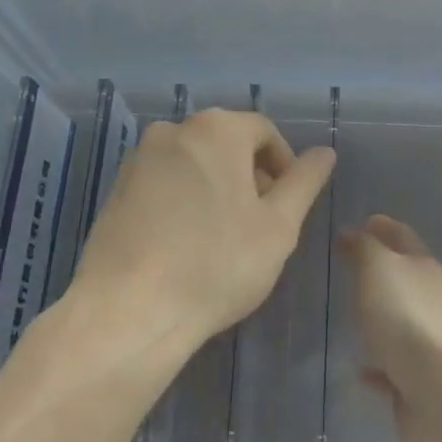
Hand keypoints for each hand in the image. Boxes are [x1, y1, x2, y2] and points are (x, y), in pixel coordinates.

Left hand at [72, 109, 334, 353]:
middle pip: (227, 143)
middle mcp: (174, 130)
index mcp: (217, 129)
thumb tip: (325, 153)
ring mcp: (139, 158)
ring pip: (195, 163)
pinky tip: (186, 244)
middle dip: (250, 177)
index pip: (264, 132)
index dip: (284, 166)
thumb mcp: (278, 227)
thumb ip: (304, 183)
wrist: (128, 312)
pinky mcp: (116, 189)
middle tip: (259, 225)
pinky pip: (165, 182)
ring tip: (223, 239)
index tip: (287, 207)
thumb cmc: (216, 265)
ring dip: (217, 188)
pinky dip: (183, 200)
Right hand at [340, 215, 441, 441]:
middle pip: (403, 279)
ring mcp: (429, 345)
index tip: (364, 221)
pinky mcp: (420, 384)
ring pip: (398, 324)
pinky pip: (392, 370)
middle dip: (379, 272)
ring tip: (347, 317)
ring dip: (378, 319)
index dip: (383, 227)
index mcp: (424, 268)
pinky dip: (378, 367)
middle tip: (347, 267)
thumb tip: (354, 233)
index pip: (402, 237)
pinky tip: (358, 370)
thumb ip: (365, 249)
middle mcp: (431, 301)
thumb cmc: (410, 319)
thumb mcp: (379, 269)